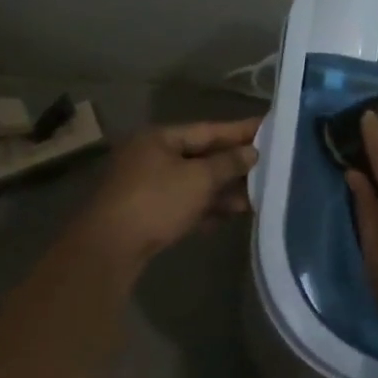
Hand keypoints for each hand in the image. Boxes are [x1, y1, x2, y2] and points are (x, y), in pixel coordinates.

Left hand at [70, 117, 261, 277]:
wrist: (109, 249)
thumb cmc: (156, 201)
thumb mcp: (199, 179)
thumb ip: (228, 163)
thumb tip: (251, 152)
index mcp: (159, 138)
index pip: (208, 129)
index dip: (240, 130)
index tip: (268, 128)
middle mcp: (151, 157)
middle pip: (200, 156)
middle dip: (233, 165)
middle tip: (268, 167)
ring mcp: (146, 186)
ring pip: (193, 183)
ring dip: (222, 190)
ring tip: (254, 199)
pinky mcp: (145, 214)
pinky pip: (183, 204)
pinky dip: (205, 208)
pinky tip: (228, 217)